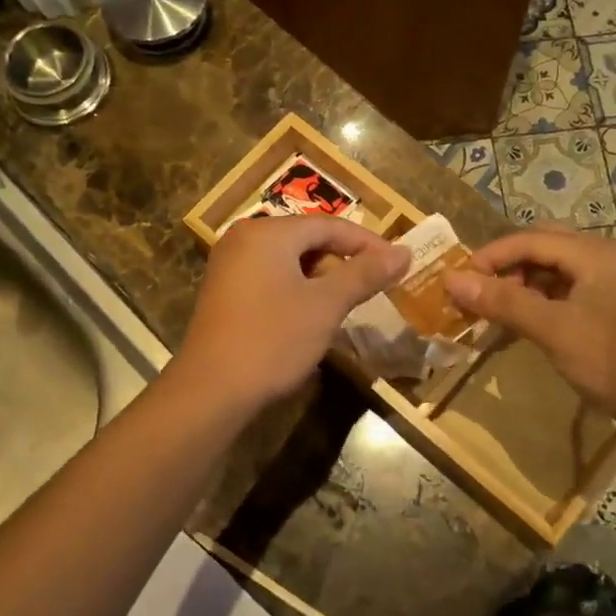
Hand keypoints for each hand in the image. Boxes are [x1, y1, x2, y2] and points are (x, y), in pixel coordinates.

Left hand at [173, 215, 408, 419]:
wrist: (212, 390)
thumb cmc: (273, 339)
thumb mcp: (326, 305)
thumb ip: (365, 274)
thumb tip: (403, 252)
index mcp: (268, 232)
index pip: (329, 225)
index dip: (368, 243)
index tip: (398, 263)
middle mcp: (244, 239)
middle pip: (307, 239)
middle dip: (343, 262)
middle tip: (373, 287)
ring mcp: (229, 266)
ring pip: (289, 262)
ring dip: (321, 279)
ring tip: (345, 305)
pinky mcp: (224, 293)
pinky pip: (271, 278)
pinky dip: (297, 291)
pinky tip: (310, 317)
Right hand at [442, 228, 615, 425]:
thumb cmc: (614, 362)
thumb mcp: (553, 330)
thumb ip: (502, 302)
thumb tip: (450, 280)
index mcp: (595, 253)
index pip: (529, 239)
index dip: (489, 257)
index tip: (457, 282)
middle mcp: (604, 257)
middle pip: (542, 246)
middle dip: (505, 267)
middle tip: (478, 294)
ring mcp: (612, 281)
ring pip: (553, 269)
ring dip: (521, 284)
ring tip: (495, 311)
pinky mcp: (613, 305)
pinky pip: (566, 289)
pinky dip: (540, 299)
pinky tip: (523, 323)